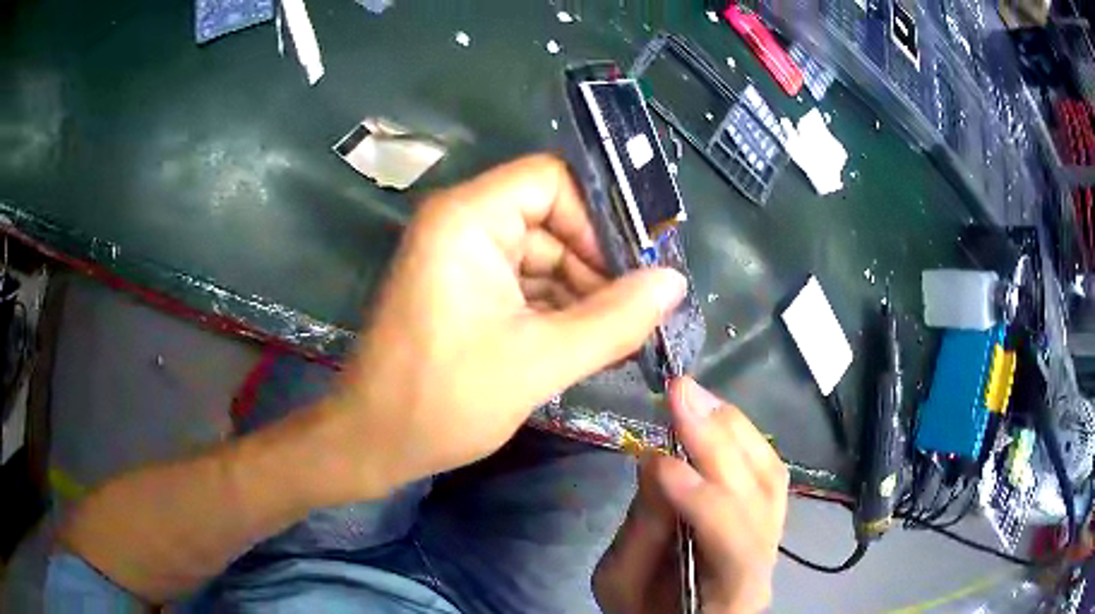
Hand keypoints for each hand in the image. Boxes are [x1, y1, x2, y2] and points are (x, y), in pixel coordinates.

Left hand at [318, 154, 686, 499]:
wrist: (374, 442)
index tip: (634, 270)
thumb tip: (675, 282)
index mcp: (468, 219)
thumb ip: (615, 319)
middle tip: (639, 313)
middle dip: (596, 266)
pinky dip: (556, 309)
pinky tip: (588, 343)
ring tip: (621, 337)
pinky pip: (523, 283)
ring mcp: (461, 259)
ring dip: (582, 294)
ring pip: (542, 256)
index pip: (551, 180)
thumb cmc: (445, 400)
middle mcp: (462, 224)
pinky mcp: (463, 290)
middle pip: (551, 219)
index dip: (597, 217)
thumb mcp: (541, 360)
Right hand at [593, 377, 788, 612]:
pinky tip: (716, 413)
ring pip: (770, 474)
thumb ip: (641, 533)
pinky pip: (767, 468)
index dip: (701, 497)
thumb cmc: (647, 611)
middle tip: (680, 392)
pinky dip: (744, 436)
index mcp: (734, 593)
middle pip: (758, 496)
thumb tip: (655, 461)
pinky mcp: (768, 513)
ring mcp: (774, 533)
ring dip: (733, 429)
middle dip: (718, 442)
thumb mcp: (623, 585)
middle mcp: (767, 560)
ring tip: (695, 395)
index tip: (657, 458)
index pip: (733, 541)